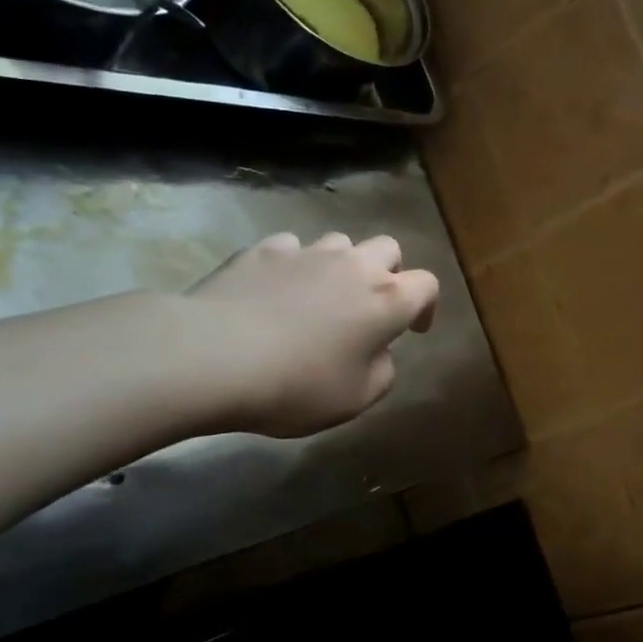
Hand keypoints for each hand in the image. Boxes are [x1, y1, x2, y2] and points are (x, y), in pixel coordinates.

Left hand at [173, 232, 439, 437]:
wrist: (214, 357)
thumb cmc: (298, 385)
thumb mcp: (356, 398)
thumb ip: (381, 370)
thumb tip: (377, 351)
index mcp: (387, 300)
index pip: (427, 284)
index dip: (426, 306)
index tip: (413, 330)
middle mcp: (354, 265)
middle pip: (388, 248)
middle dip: (388, 272)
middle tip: (369, 305)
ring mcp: (307, 252)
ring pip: (339, 243)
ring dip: (340, 266)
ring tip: (320, 297)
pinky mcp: (262, 250)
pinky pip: (291, 248)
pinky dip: (293, 265)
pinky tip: (275, 291)